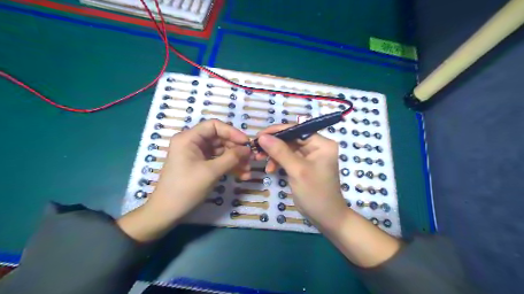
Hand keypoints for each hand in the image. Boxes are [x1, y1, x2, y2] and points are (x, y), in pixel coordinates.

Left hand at [150, 118, 251, 218]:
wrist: (167, 212)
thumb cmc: (186, 188)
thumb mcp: (211, 172)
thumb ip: (231, 158)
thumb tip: (248, 149)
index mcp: (189, 138)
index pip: (214, 126)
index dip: (232, 132)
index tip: (247, 143)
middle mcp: (192, 143)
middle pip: (219, 139)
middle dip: (236, 149)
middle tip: (250, 159)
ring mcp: (196, 155)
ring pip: (221, 151)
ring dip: (235, 160)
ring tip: (248, 171)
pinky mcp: (200, 165)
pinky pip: (218, 161)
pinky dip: (229, 167)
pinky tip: (242, 175)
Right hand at [255, 124, 346, 231]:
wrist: (326, 218)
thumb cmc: (315, 193)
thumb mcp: (297, 171)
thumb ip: (280, 152)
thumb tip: (262, 137)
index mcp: (322, 144)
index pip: (297, 130)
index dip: (277, 131)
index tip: (258, 136)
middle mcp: (317, 147)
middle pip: (291, 139)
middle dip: (273, 144)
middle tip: (256, 150)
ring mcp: (310, 157)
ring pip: (287, 148)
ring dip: (273, 154)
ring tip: (260, 160)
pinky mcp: (304, 166)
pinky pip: (288, 158)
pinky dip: (278, 162)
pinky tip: (270, 169)